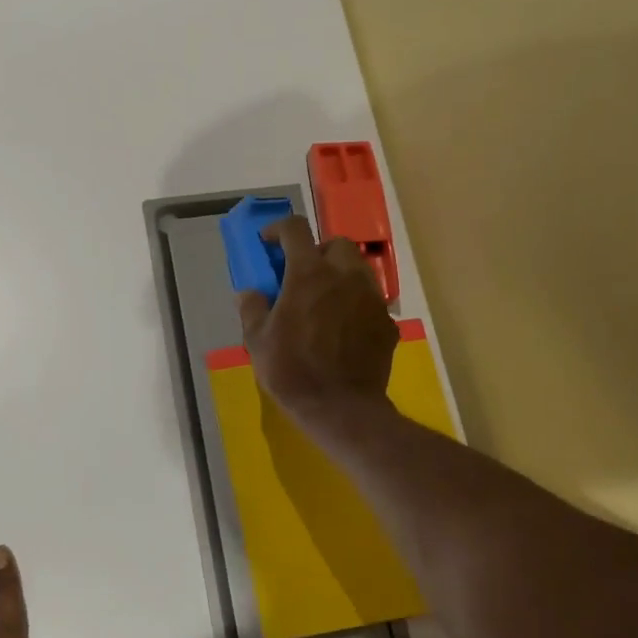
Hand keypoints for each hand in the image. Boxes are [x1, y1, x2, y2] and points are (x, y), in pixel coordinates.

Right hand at [236, 215, 399, 421]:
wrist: (341, 408)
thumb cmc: (292, 371)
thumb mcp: (257, 341)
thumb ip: (252, 309)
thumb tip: (250, 293)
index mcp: (308, 274)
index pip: (295, 230)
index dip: (278, 229)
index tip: (268, 242)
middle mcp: (344, 276)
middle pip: (336, 243)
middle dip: (318, 251)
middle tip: (303, 274)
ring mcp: (371, 298)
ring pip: (359, 269)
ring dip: (340, 275)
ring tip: (325, 300)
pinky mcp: (387, 322)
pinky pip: (371, 301)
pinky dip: (356, 304)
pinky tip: (344, 328)